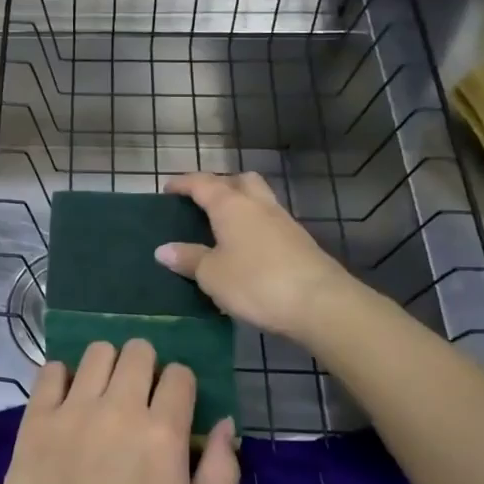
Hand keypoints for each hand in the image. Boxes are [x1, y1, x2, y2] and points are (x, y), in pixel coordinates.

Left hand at [0, 340, 237, 483]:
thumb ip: (222, 472)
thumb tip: (225, 424)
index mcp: (163, 432)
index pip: (179, 374)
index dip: (180, 386)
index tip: (173, 407)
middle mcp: (120, 407)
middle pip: (138, 350)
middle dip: (145, 366)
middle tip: (138, 396)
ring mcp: (74, 408)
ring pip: (97, 352)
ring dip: (106, 366)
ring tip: (102, 394)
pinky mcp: (38, 417)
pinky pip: (51, 370)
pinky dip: (61, 377)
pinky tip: (66, 401)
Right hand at [155, 171, 359, 344]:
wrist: (321, 303)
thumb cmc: (256, 282)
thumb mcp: (212, 274)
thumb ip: (188, 258)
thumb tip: (163, 249)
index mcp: (231, 205)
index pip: (202, 183)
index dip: (183, 184)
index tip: (168, 190)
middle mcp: (258, 204)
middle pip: (238, 180)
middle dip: (219, 185)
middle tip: (202, 203)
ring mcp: (283, 221)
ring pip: (259, 199)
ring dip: (241, 204)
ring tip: (223, 226)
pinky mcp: (299, 241)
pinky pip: (270, 222)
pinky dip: (255, 226)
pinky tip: (247, 249)